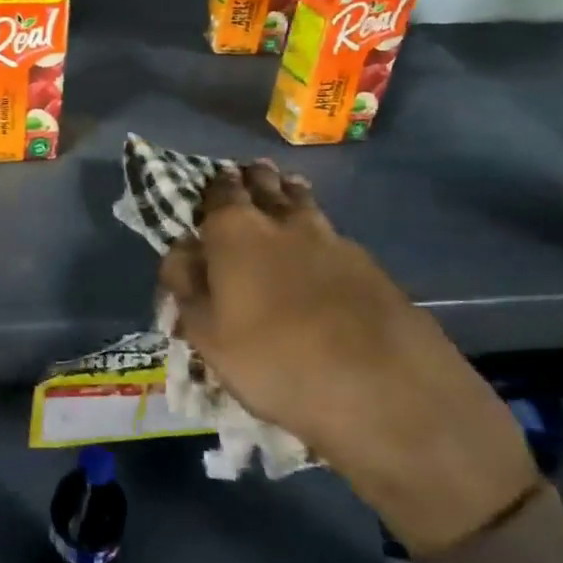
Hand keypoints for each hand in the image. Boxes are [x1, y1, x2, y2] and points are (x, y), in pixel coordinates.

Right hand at [158, 164, 537, 554]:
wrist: (382, 388)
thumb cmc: (273, 359)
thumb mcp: (205, 333)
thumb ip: (186, 284)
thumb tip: (180, 249)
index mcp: (235, 231)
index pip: (219, 192)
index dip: (213, 186)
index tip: (212, 182)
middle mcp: (282, 222)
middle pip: (266, 186)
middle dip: (254, 178)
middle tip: (250, 173)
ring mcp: (332, 239)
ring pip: (304, 203)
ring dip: (290, 193)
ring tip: (286, 190)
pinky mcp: (370, 264)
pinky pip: (333, 234)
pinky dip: (320, 232)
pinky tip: (321, 249)